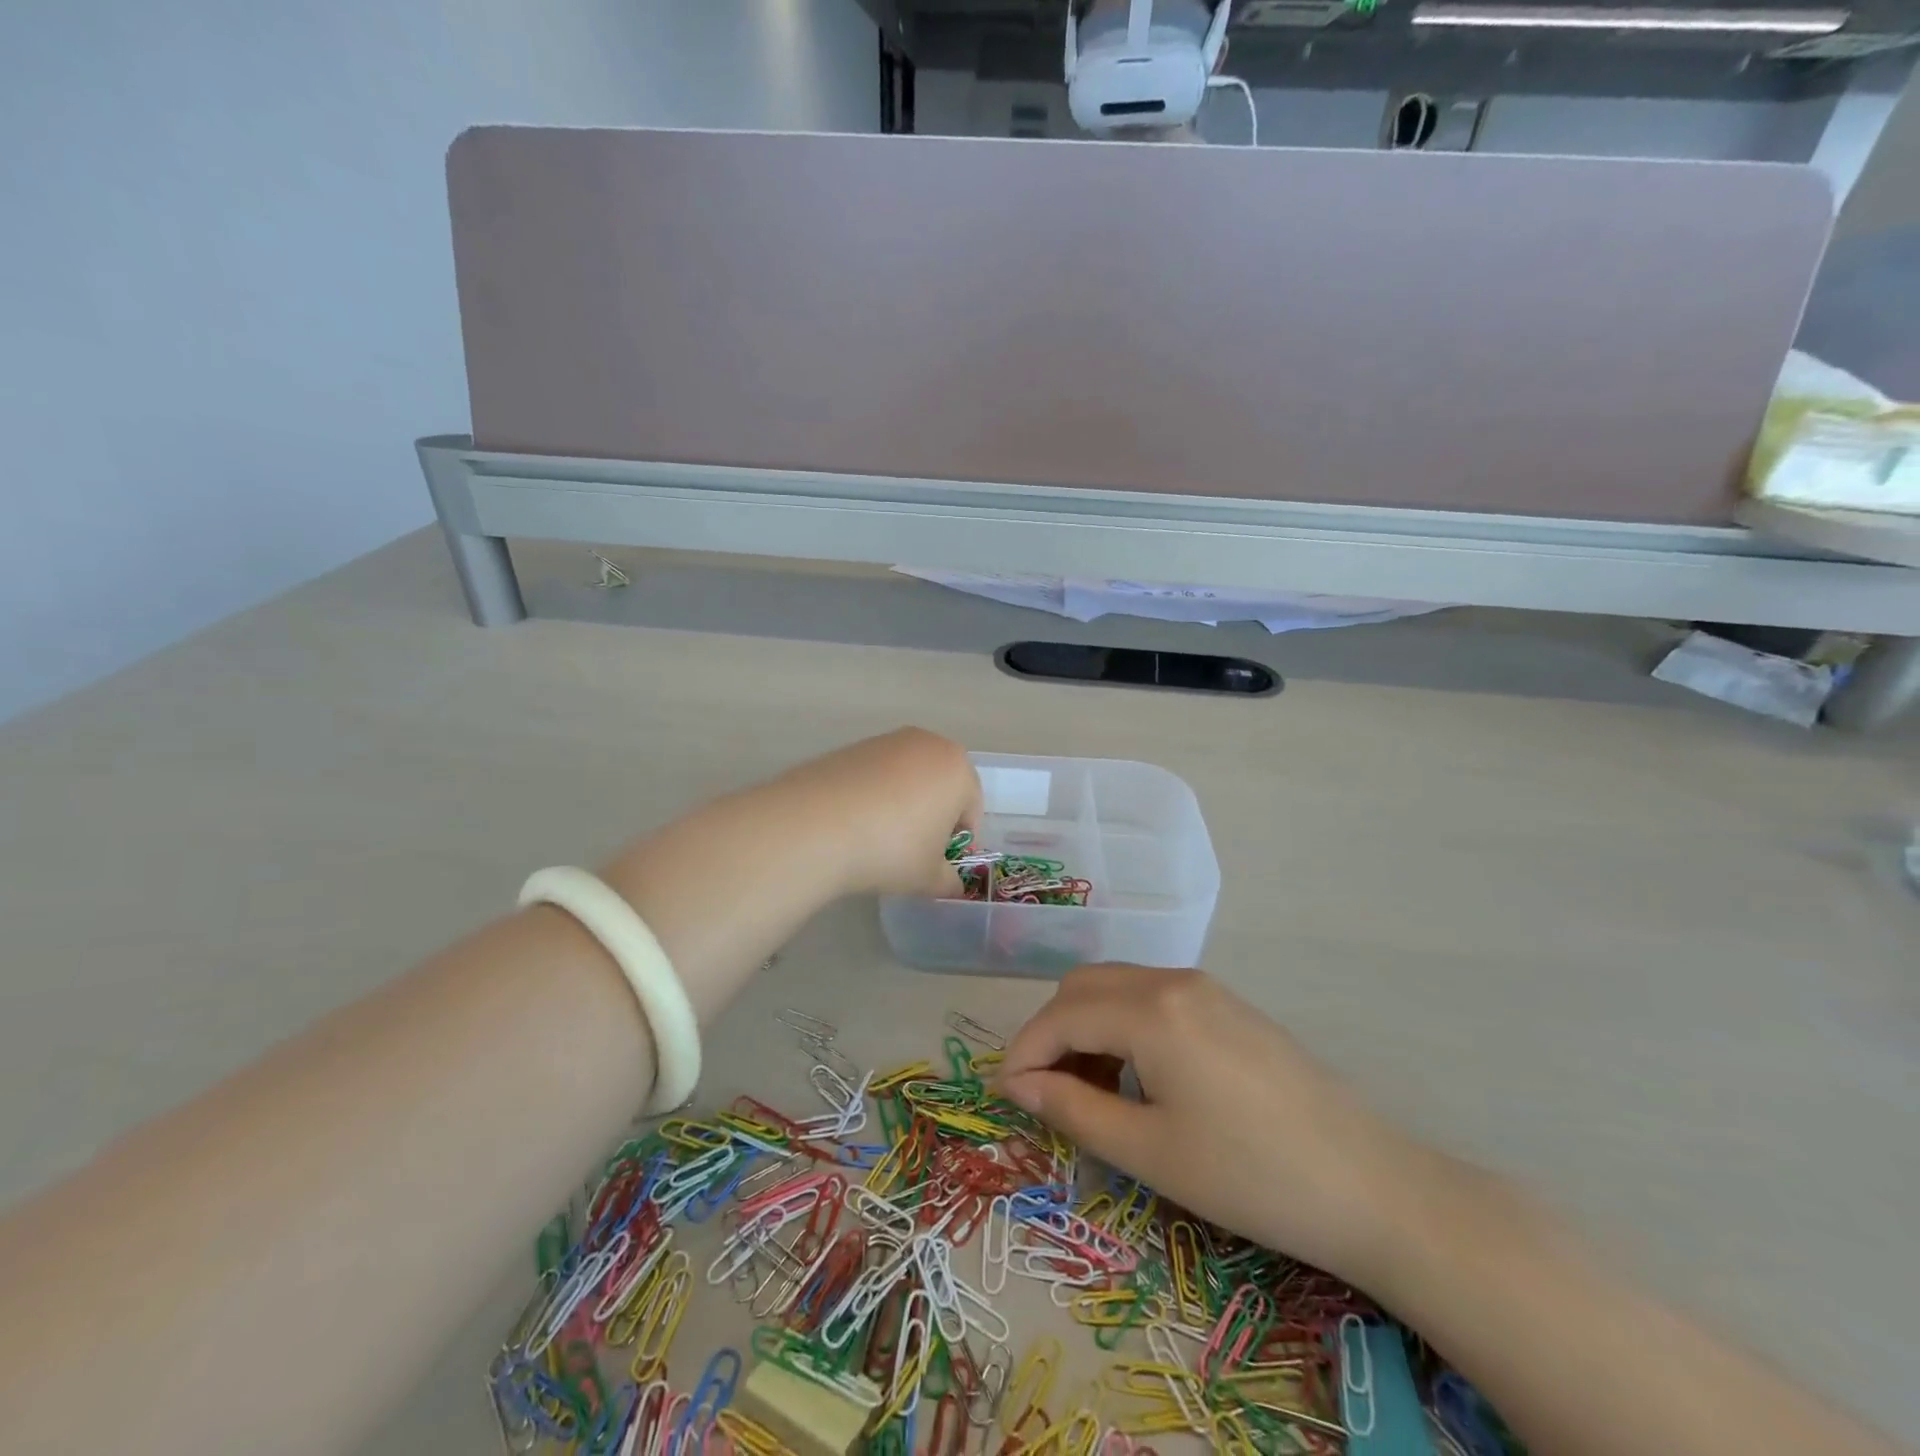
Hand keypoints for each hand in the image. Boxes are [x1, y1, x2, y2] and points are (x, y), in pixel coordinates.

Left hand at [776, 727, 980, 898]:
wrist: (816, 825)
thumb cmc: (891, 849)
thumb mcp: (928, 878)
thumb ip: (949, 881)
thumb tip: (952, 885)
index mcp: (957, 768)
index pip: (972, 807)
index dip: (959, 840)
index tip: (940, 863)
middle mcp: (926, 744)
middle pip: (941, 784)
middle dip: (933, 815)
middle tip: (914, 850)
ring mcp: (886, 741)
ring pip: (907, 777)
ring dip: (903, 803)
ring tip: (879, 838)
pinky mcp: (851, 747)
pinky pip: (875, 775)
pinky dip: (873, 795)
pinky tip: (854, 823)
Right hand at [995, 966, 1437, 1290]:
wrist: (1369, 1184)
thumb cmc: (1250, 1175)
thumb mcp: (1150, 1152)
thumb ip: (1073, 1110)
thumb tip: (1019, 1084)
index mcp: (1150, 1009)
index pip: (1061, 1015)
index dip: (1024, 1051)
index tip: (1006, 1095)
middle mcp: (1171, 979)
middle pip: (1084, 986)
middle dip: (1052, 1032)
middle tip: (1047, 1093)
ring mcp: (1204, 987)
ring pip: (1117, 986)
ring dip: (1087, 1027)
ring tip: (1091, 1091)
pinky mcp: (1226, 1003)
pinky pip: (1152, 997)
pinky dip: (1124, 1025)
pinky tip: (1138, 1076)